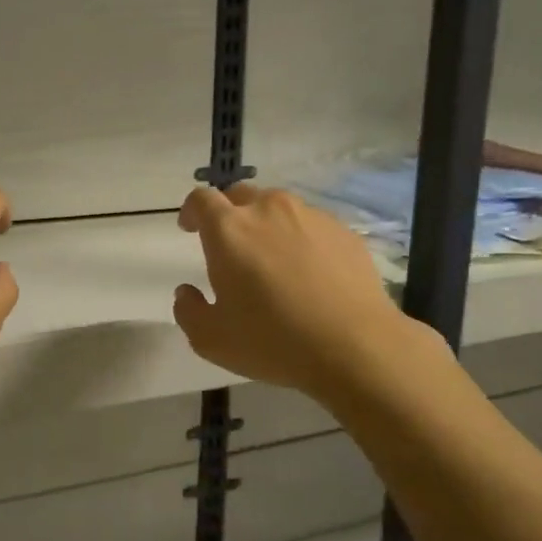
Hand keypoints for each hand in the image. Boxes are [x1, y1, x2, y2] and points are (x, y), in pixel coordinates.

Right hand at [173, 184, 408, 399]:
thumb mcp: (211, 339)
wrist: (355, 345)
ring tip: (273, 259)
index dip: (191, 211)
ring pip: (279, 208)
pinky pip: (312, 225)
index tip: (189, 228)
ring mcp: (310, 216)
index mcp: (230, 229)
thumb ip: (188, 310)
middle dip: (229, 213)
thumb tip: (186, 292)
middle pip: (240, 195)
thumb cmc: (273, 340)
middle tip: (230, 245)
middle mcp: (268, 210)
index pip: (202, 199)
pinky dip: (301, 239)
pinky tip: (309, 273)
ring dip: (267, 224)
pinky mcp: (343, 231)